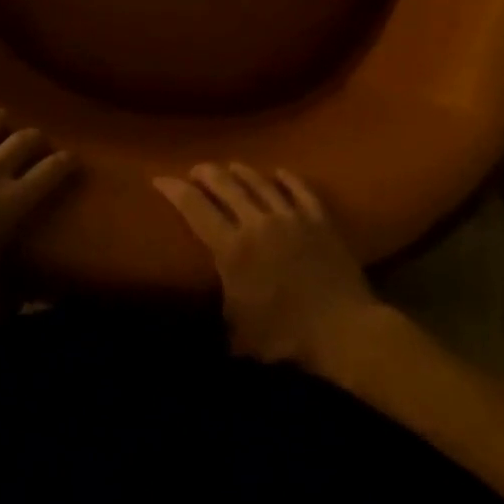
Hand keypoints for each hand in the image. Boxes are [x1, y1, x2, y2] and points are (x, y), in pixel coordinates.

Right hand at [155, 163, 381, 370]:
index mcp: (232, 248)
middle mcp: (257, 222)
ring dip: (241, 171)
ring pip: (260, 182)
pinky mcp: (319, 220)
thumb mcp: (239, 334)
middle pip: (226, 185)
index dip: (174, 190)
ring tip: (231, 166)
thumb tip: (206, 317)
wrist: (344, 330)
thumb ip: (220, 315)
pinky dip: (287, 178)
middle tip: (195, 171)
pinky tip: (279, 172)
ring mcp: (291, 217)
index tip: (159, 179)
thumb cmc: (286, 338)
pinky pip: (300, 189)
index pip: (194, 207)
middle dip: (206, 173)